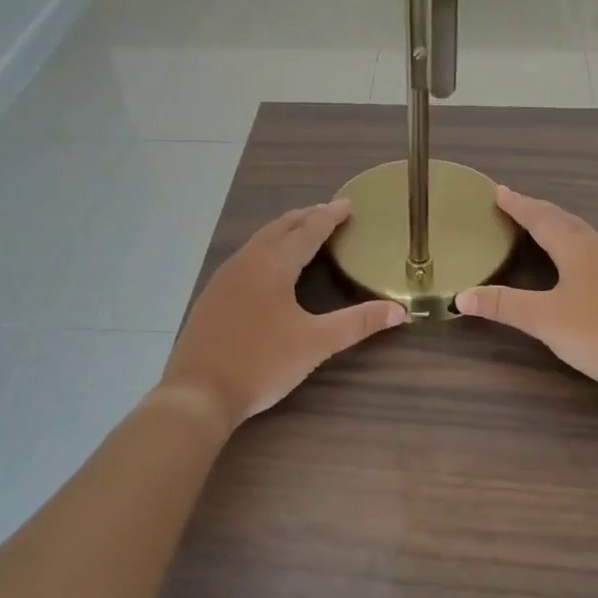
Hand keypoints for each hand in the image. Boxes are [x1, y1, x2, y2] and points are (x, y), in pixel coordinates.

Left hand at [158, 199, 405, 435]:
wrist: (197, 394)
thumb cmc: (262, 363)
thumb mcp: (316, 343)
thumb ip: (358, 323)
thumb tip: (399, 311)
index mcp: (273, 265)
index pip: (307, 230)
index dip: (329, 216)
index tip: (348, 204)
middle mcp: (247, 261)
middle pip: (280, 228)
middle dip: (306, 217)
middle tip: (328, 212)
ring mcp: (224, 278)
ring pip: (259, 241)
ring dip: (284, 231)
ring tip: (302, 232)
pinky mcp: (212, 296)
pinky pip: (245, 258)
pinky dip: (266, 249)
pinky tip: (268, 268)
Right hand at [455, 186, 597, 389]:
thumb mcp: (544, 319)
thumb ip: (503, 305)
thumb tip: (459, 296)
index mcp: (577, 248)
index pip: (541, 218)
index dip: (517, 205)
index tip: (497, 191)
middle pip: (563, 220)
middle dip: (536, 211)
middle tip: (514, 205)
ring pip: (582, 234)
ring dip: (557, 226)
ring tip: (539, 227)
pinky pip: (593, 250)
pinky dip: (573, 244)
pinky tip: (573, 260)